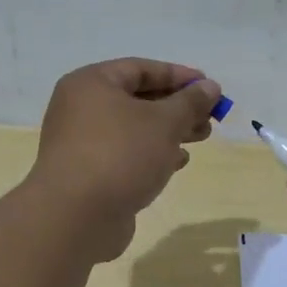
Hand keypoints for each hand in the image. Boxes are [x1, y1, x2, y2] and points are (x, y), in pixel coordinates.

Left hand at [28, 58, 222, 261]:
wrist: (76, 218)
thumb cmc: (121, 154)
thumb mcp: (165, 122)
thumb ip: (190, 102)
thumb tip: (210, 86)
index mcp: (92, 83)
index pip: (141, 69)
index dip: (178, 75)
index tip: (209, 86)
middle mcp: (81, 108)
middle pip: (138, 99)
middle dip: (177, 107)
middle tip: (209, 118)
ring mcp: (81, 142)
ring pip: (134, 128)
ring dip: (169, 131)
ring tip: (201, 138)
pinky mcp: (88, 173)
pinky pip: (125, 153)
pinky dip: (151, 153)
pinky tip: (177, 163)